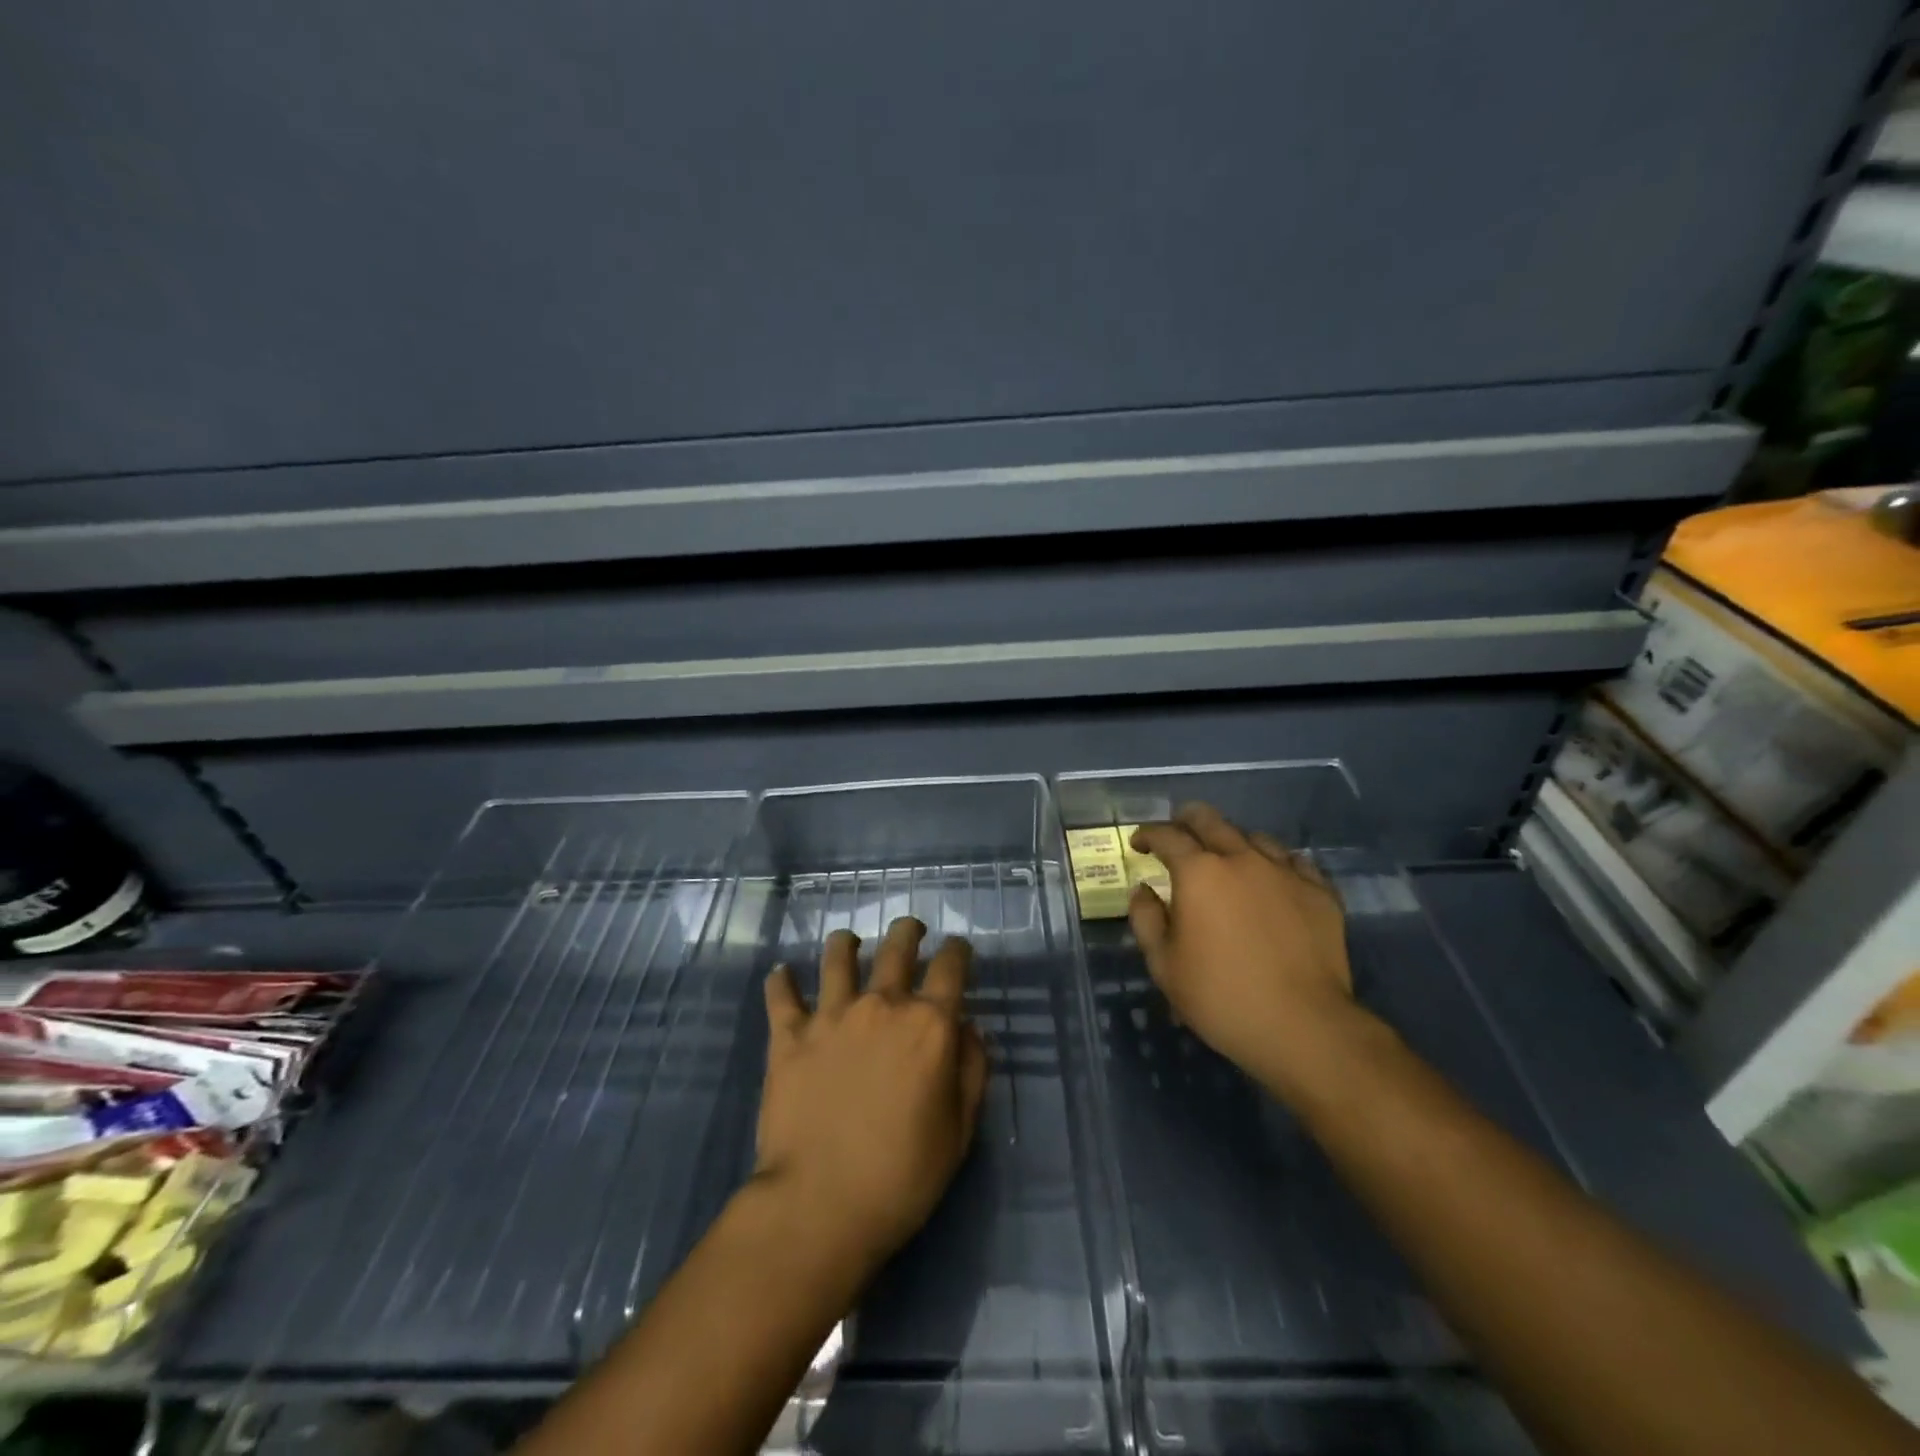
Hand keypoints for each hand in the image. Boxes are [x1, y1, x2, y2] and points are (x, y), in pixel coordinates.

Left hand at [755, 917, 988, 1273]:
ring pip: (838, 956)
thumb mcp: (959, 1130)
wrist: (819, 1205)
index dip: (958, 950)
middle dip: (908, 931)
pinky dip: (781, 981)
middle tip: (910, 930)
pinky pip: (781, 995)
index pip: (951, 966)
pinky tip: (782, 974)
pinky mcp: (789, 1035)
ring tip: (848, 942)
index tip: (958, 948)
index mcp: (929, 1025)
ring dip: (846, 943)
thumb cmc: (902, 1176)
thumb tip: (969, 1028)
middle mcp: (882, 1005)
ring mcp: (831, 1015)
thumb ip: (970, 1070)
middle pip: (898, 946)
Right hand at [1129, 804, 1367, 1095]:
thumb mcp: (1164, 965)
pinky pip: (1294, 861)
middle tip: (1177, 833)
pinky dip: (1274, 863)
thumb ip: (1146, 919)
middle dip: (1186, 820)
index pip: (1167, 835)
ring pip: (1253, 837)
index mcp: (1199, 872)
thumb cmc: (1221, 997)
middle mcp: (1241, 859)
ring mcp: (1285, 872)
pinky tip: (1271, 879)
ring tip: (1226, 859)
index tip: (1139, 844)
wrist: (1303, 1026)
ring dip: (1231, 841)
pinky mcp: (1320, 892)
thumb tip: (1144, 890)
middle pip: (1210, 820)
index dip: (1147, 834)